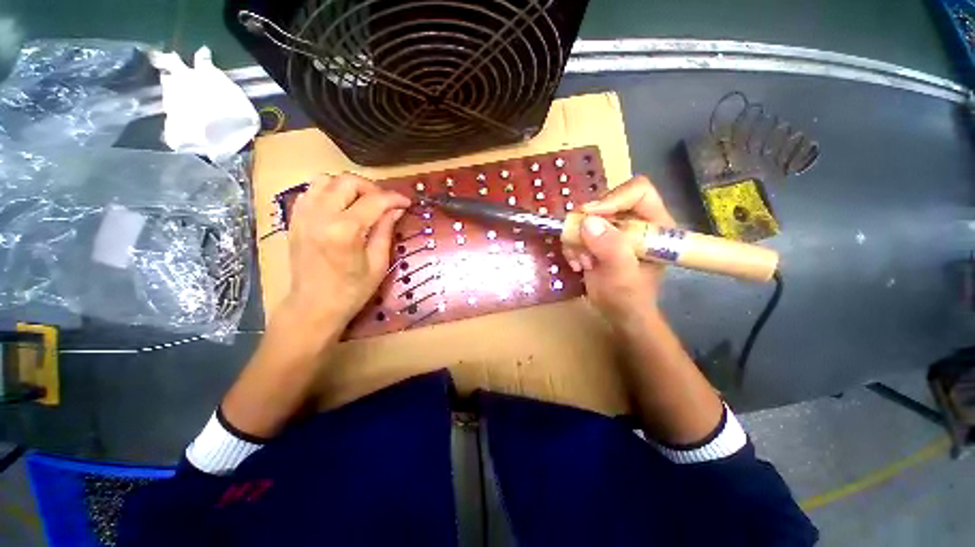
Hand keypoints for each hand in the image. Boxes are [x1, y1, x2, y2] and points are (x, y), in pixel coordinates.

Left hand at [284, 173, 410, 326]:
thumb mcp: (378, 264)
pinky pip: (311, 191)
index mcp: (345, 230)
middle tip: (385, 204)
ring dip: (349, 187)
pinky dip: (329, 191)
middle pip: (348, 181)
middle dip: (372, 188)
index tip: (406, 202)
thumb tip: (396, 209)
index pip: (374, 200)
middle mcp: (320, 215)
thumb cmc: (352, 291)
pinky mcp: (294, 219)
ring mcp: (303, 215)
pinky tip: (341, 207)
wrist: (313, 306)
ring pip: (326, 179)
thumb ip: (385, 231)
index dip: (394, 198)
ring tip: (362, 202)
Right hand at [562, 175, 675, 323]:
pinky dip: (572, 246)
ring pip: (586, 217)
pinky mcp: (597, 238)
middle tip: (581, 246)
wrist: (617, 313)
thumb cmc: (629, 299)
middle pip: (605, 202)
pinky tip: (577, 264)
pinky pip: (577, 230)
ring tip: (581, 262)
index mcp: (655, 224)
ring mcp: (614, 229)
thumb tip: (588, 221)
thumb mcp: (623, 276)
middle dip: (588, 225)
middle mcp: (635, 221)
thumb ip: (611, 249)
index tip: (590, 217)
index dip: (613, 198)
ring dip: (577, 239)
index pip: (637, 191)